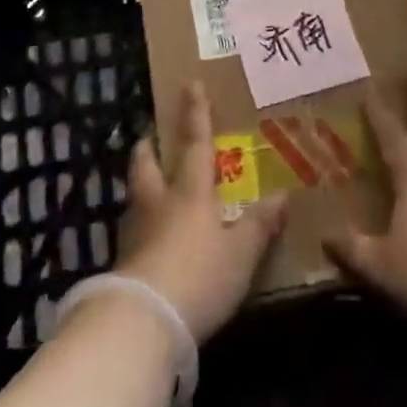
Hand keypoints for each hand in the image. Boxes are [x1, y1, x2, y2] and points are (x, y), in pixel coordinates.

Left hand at [115, 82, 285, 340]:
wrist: (143, 321)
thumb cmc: (200, 276)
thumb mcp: (241, 254)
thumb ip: (260, 225)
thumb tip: (282, 196)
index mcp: (190, 193)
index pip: (195, 145)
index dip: (195, 114)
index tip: (190, 84)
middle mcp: (159, 204)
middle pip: (147, 167)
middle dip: (148, 149)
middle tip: (148, 138)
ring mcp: (136, 233)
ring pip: (135, 197)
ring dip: (140, 184)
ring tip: (148, 185)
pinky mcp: (124, 263)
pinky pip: (133, 232)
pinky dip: (141, 225)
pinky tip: (148, 238)